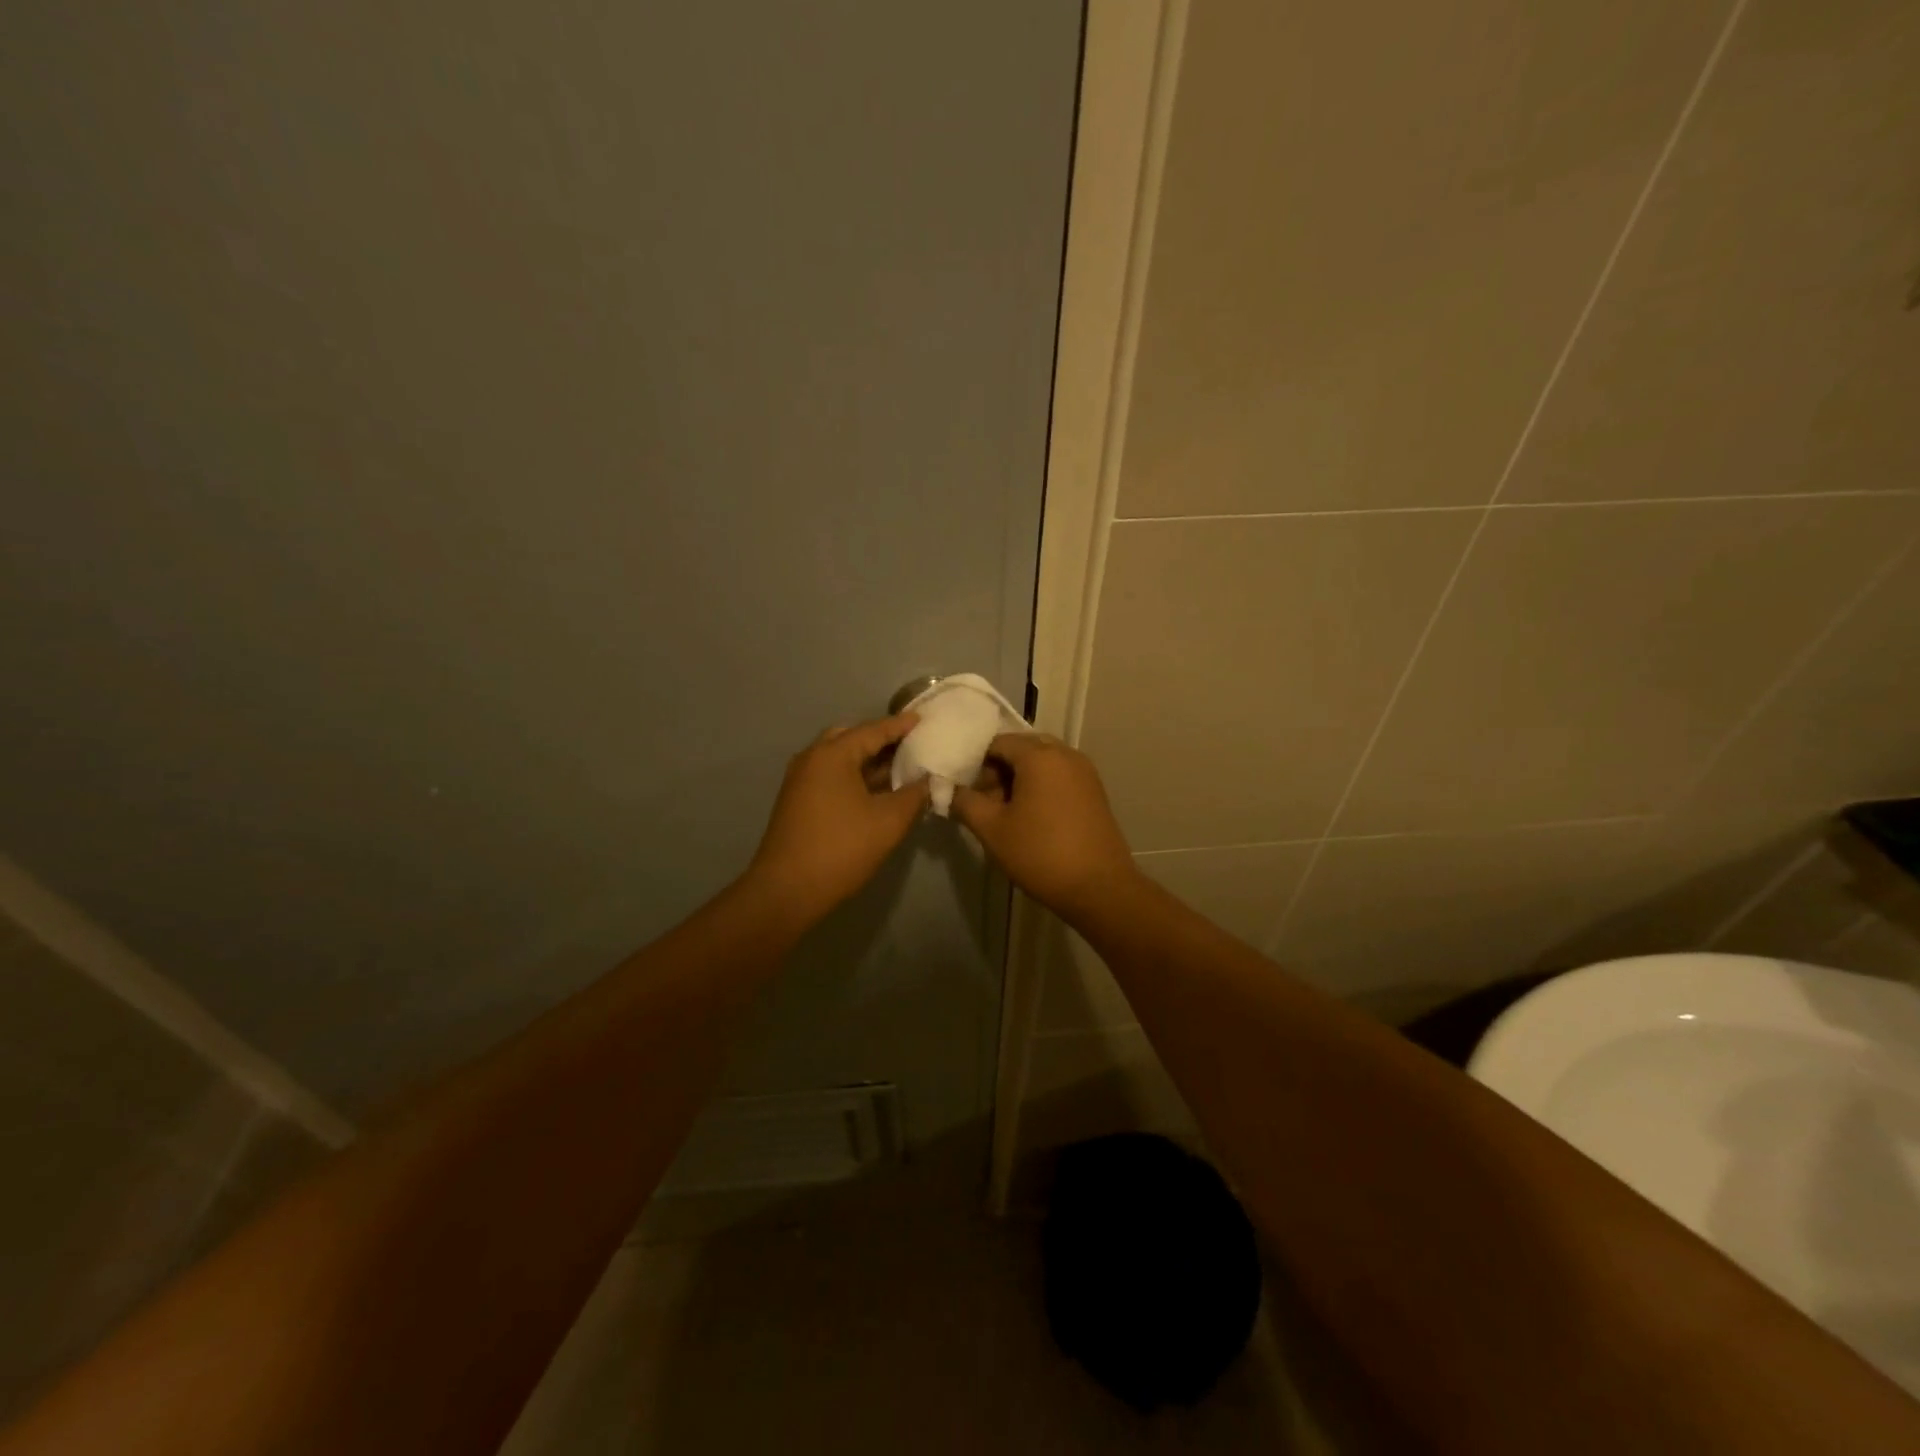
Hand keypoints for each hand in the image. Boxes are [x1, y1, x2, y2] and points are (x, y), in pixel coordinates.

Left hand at [746, 713, 929, 925]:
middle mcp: (812, 758)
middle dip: (881, 740)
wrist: (787, 891)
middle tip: (911, 744)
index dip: (901, 726)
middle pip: (852, 738)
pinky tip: (876, 791)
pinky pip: (831, 776)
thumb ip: (914, 795)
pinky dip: (854, 776)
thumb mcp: (889, 821)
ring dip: (868, 761)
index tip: (923, 719)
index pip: (873, 730)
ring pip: (840, 758)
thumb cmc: (841, 849)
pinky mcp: (797, 801)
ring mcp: (800, 780)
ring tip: (900, 767)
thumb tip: (928, 780)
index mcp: (832, 754)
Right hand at [950, 734, 1139, 919]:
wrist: (1099, 888)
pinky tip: (1033, 820)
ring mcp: (1085, 771)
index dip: (977, 764)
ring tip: (1008, 816)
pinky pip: (1060, 776)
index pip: (998, 742)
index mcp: (1039, 755)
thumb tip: (949, 790)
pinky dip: (1041, 788)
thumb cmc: (1040, 854)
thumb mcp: (992, 830)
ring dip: (1020, 781)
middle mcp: (1065, 753)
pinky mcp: (1095, 791)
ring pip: (1042, 763)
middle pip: (1021, 749)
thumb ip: (965, 802)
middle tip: (986, 804)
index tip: (970, 794)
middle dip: (999, 771)